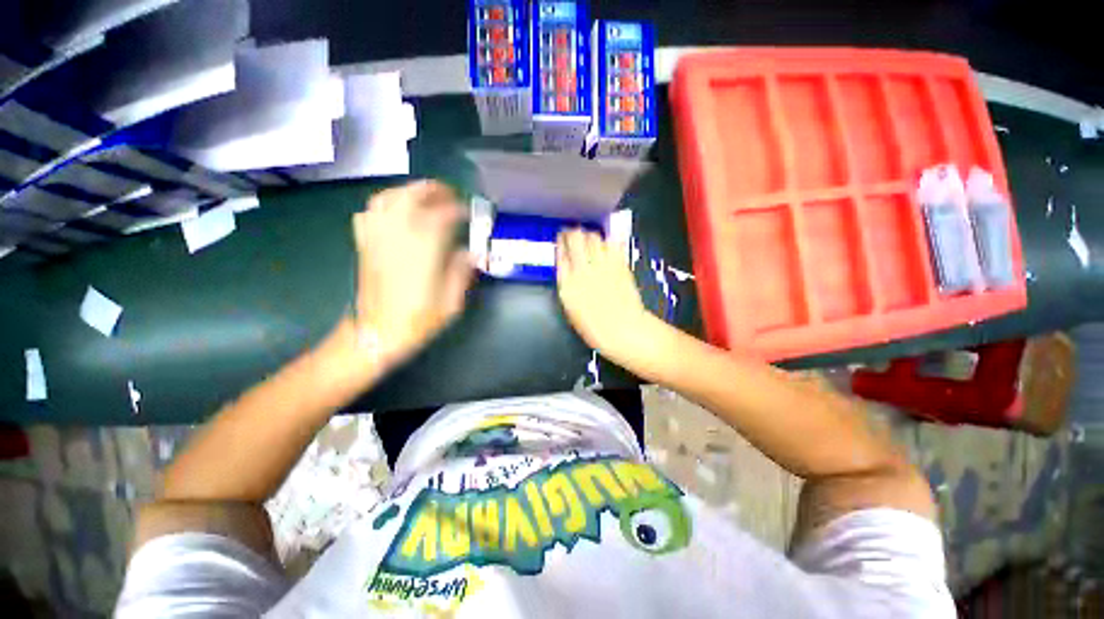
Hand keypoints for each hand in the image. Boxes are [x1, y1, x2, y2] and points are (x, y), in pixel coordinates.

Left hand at [348, 180, 472, 365]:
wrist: (377, 334)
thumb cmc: (418, 319)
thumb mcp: (451, 301)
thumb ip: (462, 271)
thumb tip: (472, 252)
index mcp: (423, 249)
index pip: (443, 215)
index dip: (459, 210)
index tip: (470, 213)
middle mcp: (398, 235)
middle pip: (411, 196)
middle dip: (432, 190)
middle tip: (449, 194)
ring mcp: (378, 237)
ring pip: (388, 198)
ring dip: (408, 191)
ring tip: (425, 196)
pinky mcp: (365, 244)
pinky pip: (370, 212)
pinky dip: (385, 204)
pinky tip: (397, 211)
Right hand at [556, 229, 652, 360]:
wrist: (623, 329)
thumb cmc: (594, 327)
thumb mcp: (572, 309)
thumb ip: (568, 285)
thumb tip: (568, 269)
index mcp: (567, 283)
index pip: (561, 254)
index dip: (560, 242)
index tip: (561, 238)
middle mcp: (583, 269)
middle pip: (576, 239)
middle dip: (573, 232)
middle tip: (574, 232)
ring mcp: (603, 265)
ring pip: (594, 237)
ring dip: (590, 235)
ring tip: (590, 238)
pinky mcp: (620, 264)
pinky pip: (613, 244)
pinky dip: (608, 240)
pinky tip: (607, 242)